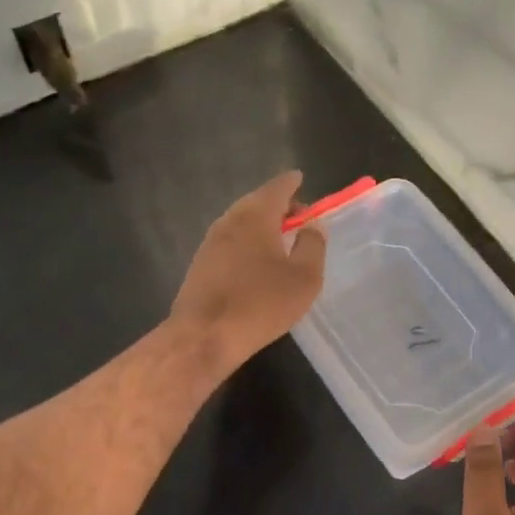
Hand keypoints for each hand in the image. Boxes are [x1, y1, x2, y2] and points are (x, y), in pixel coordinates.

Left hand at [170, 170, 327, 372]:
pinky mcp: (200, 264)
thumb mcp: (304, 278)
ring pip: (241, 222)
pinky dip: (247, 241)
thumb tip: (314, 225)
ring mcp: (210, 242)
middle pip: (256, 202)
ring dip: (261, 225)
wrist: (204, 336)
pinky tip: (257, 261)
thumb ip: (313, 245)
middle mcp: (229, 220)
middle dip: (278, 205)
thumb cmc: (261, 304)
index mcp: (256, 216)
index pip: (277, 187)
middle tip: (298, 216)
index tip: (301, 179)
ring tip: (281, 239)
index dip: (292, 183)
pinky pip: (230, 241)